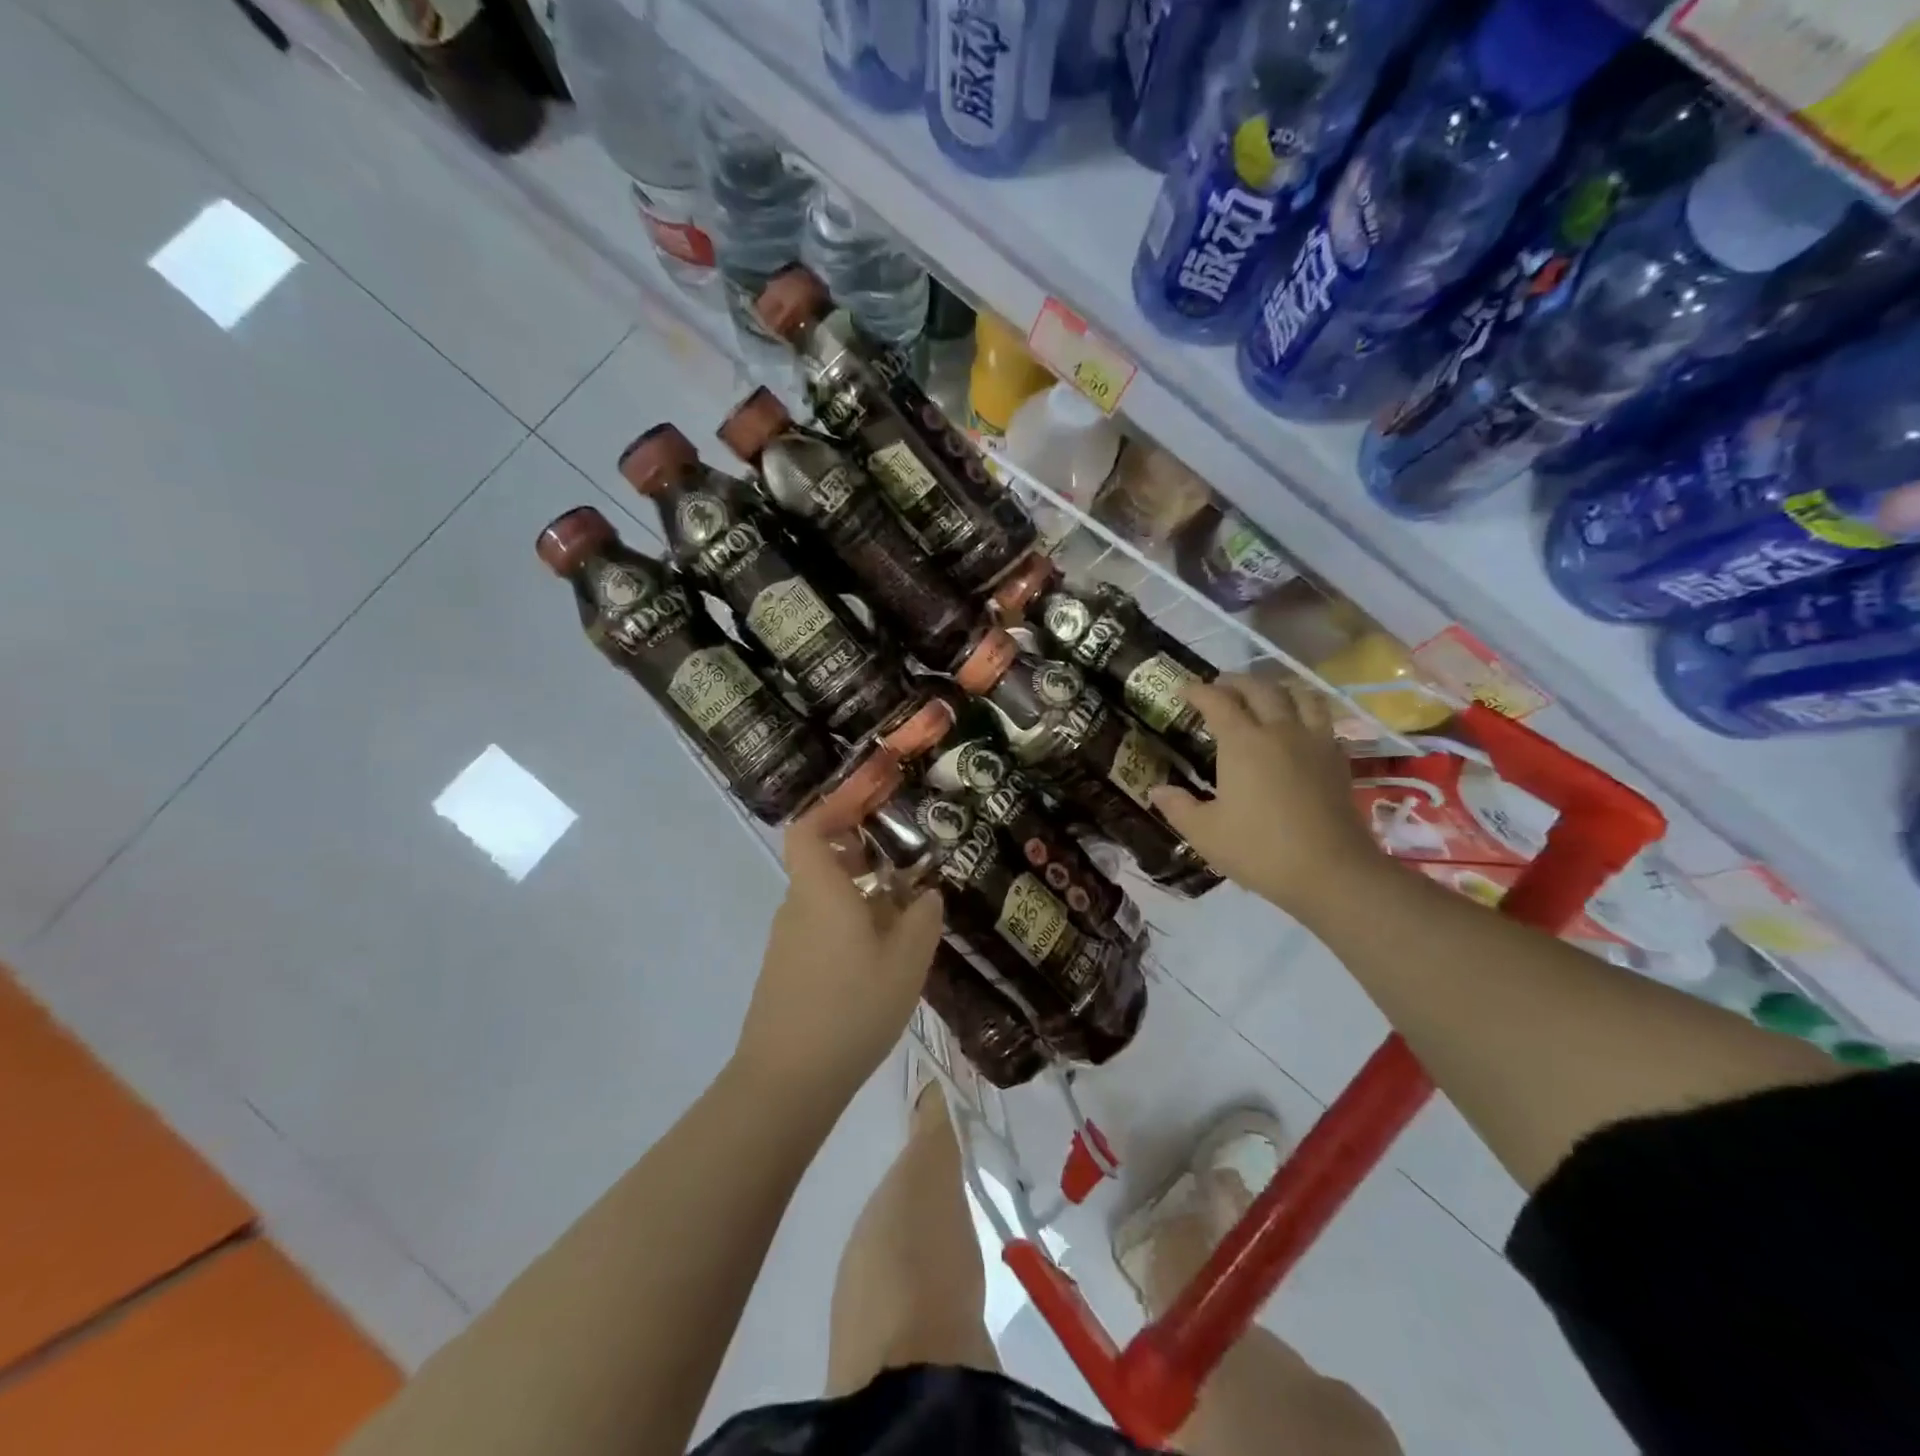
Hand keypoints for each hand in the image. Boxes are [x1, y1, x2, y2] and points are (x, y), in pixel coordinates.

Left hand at [733, 818, 944, 1103]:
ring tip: (904, 918)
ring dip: (859, 897)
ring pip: (824, 899)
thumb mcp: (906, 962)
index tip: (868, 807)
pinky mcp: (786, 972)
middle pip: (821, 863)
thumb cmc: (850, 1008)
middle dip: (861, 857)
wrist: (786, 1082)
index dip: (833, 810)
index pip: (807, 830)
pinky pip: (819, 930)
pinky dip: (847, 927)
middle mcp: (797, 906)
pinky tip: (879, 959)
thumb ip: (922, 920)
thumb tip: (925, 895)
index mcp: (820, 890)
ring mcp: (786, 942)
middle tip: (903, 866)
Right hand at [1150, 674, 1385, 917]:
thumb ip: (1178, 807)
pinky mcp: (1337, 760)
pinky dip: (1305, 712)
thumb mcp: (1205, 833)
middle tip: (1220, 687)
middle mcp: (1280, 731)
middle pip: (1260, 689)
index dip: (1198, 691)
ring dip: (1277, 688)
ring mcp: (1314, 742)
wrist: (1331, 873)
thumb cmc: (1259, 850)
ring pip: (1299, 696)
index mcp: (1243, 743)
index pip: (1217, 702)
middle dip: (1236, 682)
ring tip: (1264, 696)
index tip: (1183, 690)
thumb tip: (1156, 790)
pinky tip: (1298, 728)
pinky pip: (1322, 720)